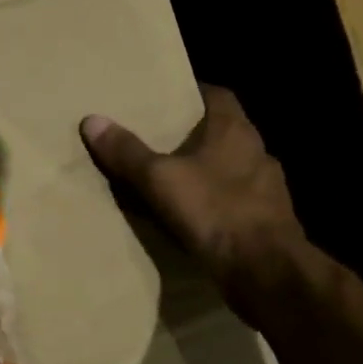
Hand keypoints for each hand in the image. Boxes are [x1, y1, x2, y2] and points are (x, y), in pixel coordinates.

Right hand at [81, 86, 322, 320]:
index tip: (168, 98)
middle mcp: (257, 152)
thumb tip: (92, 120)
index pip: (218, 95)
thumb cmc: (215, 211)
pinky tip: (197, 218)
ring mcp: (269, 189)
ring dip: (209, 172)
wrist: (266, 270)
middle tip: (161, 140)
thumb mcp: (160, 180)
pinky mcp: (270, 222)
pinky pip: (238, 203)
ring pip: (233, 169)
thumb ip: (128, 152)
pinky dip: (218, 205)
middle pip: (225, 132)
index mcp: (235, 130)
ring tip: (175, 180)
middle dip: (196, 135)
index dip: (193, 93)